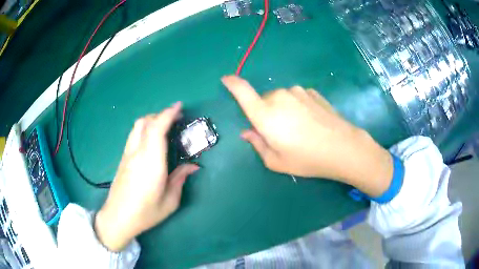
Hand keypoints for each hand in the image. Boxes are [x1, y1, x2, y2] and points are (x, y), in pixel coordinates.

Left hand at [95, 102, 198, 251]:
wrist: (118, 217)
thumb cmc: (145, 213)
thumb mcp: (169, 201)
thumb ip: (180, 179)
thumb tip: (193, 166)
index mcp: (151, 163)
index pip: (157, 129)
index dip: (168, 114)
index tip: (179, 107)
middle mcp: (137, 153)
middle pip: (145, 122)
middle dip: (161, 115)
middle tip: (176, 119)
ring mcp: (127, 154)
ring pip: (137, 127)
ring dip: (151, 120)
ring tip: (164, 127)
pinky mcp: (123, 158)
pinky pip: (134, 135)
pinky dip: (145, 129)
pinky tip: (151, 140)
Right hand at [222, 76, 392, 195]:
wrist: (343, 147)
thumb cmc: (307, 159)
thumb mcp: (276, 161)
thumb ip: (257, 144)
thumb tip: (248, 132)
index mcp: (265, 114)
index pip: (242, 91)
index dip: (232, 83)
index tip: (226, 80)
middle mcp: (279, 96)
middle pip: (263, 100)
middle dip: (265, 113)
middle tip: (280, 133)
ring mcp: (298, 91)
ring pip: (281, 98)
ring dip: (283, 110)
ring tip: (299, 129)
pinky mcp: (312, 92)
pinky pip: (296, 98)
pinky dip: (297, 107)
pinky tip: (310, 122)